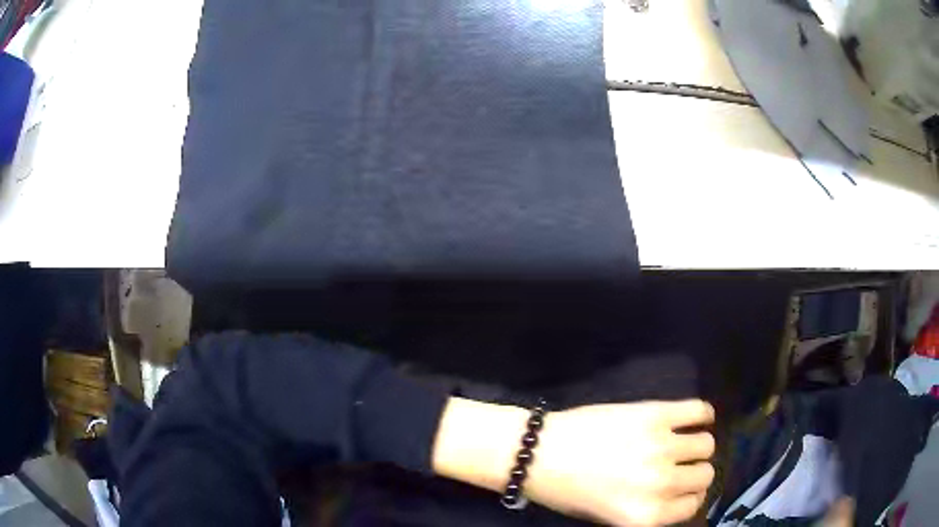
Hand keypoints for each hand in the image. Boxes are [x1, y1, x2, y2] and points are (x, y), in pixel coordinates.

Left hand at [432, 398, 715, 526]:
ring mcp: (661, 446)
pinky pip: (699, 410)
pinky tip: (695, 417)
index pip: (691, 506)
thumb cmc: (568, 491)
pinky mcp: (655, 414)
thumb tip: (683, 494)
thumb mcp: (612, 516)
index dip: (689, 497)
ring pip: (707, 444)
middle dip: (695, 472)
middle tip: (681, 466)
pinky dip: (702, 413)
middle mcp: (661, 484)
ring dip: (698, 445)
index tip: (683, 489)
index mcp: (647, 516)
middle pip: (704, 475)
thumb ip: (651, 510)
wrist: (538, 452)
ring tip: (682, 443)